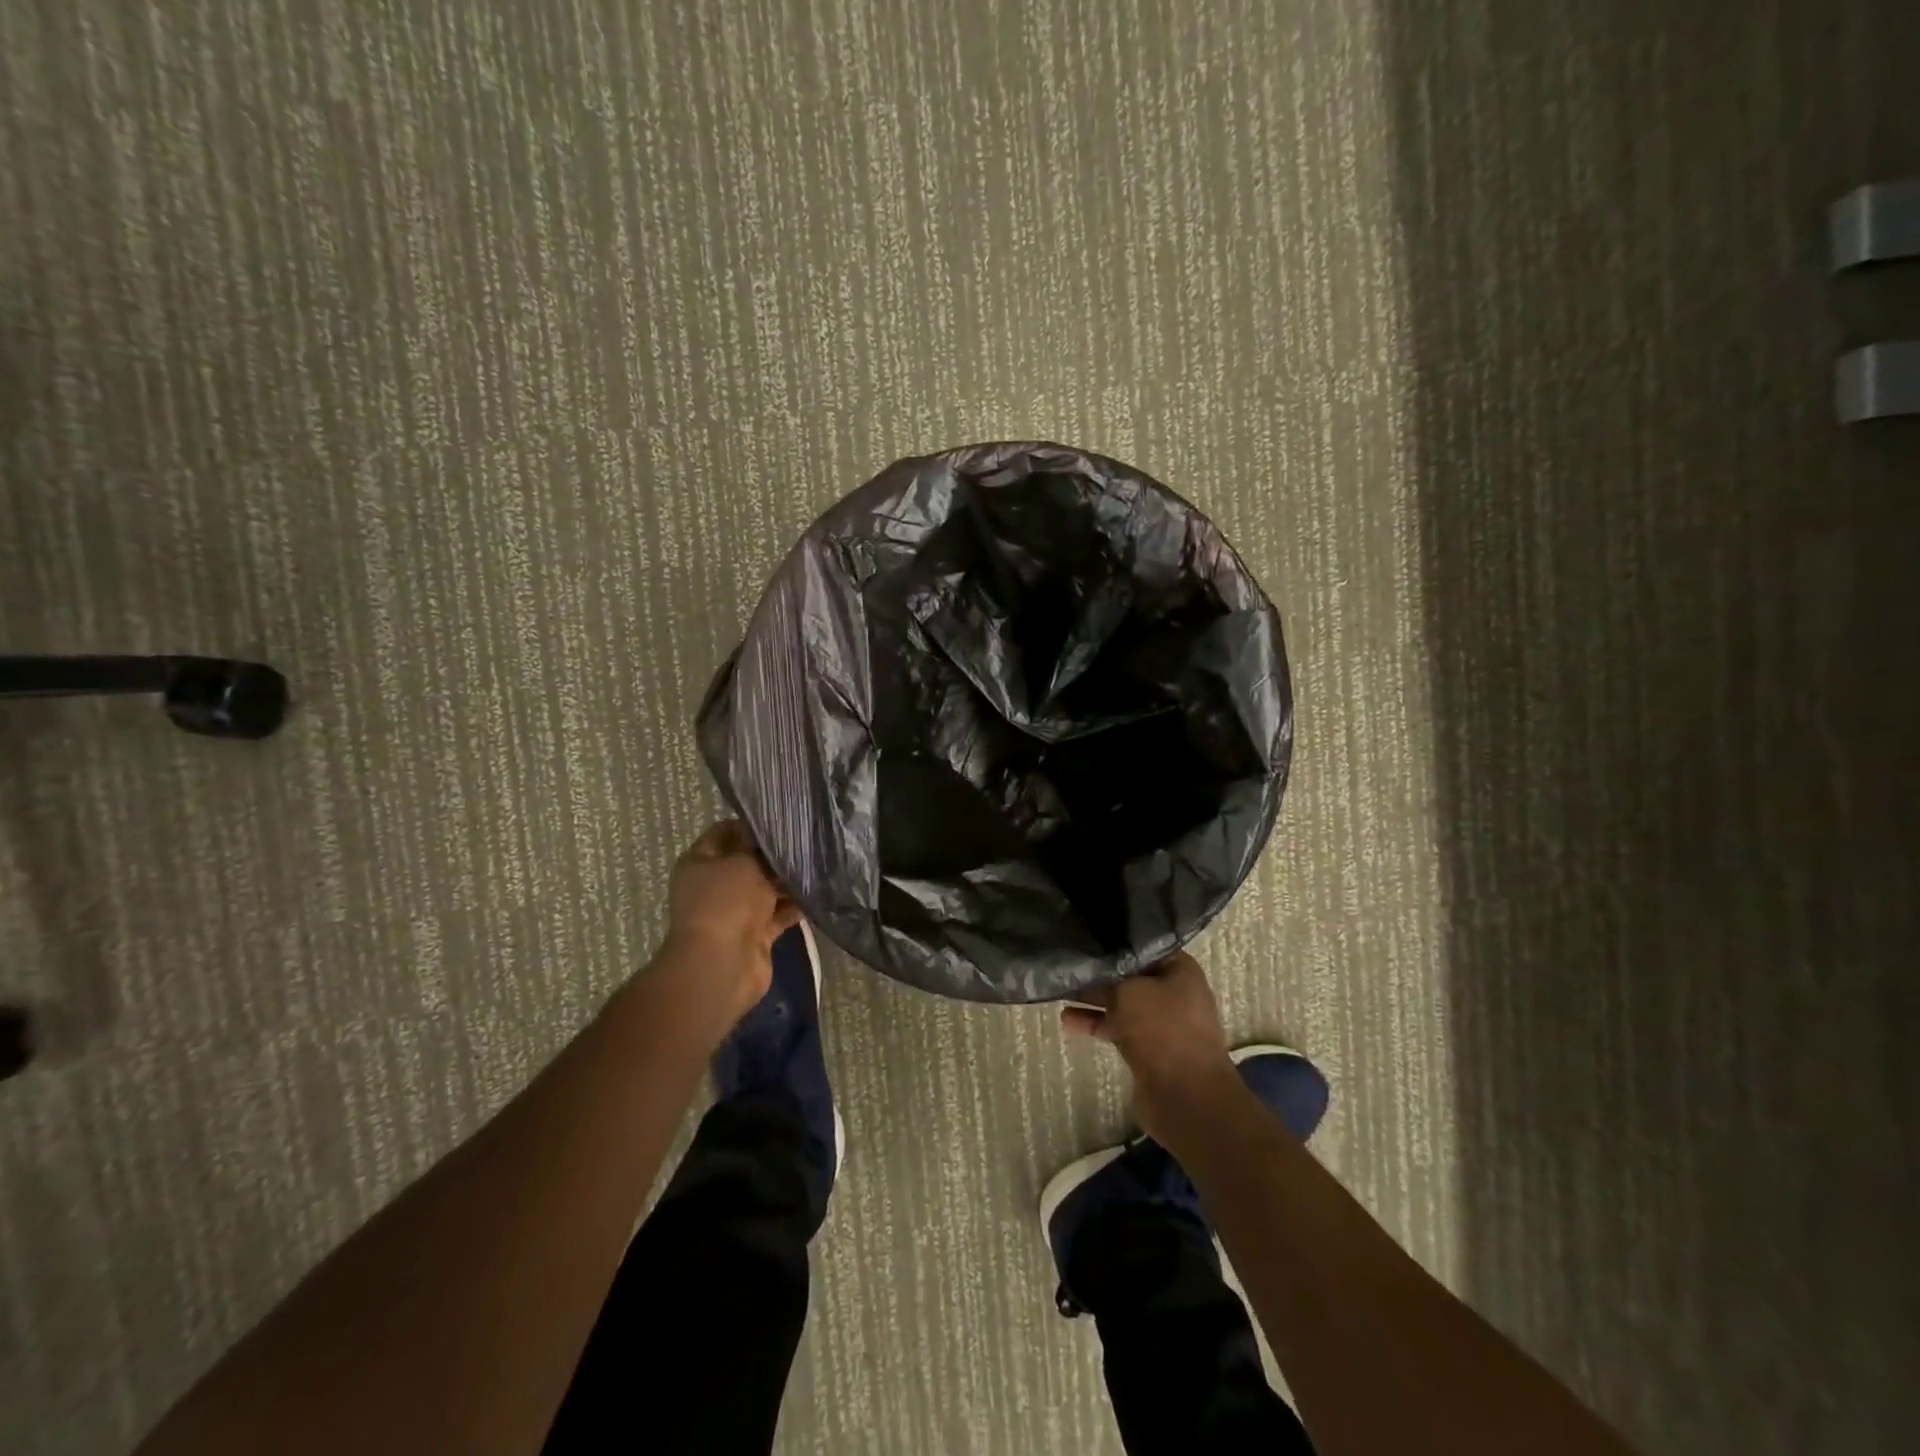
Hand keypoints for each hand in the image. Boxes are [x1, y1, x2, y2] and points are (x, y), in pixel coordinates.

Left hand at [658, 820, 800, 1033]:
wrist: (723, 965)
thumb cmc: (727, 902)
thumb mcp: (744, 862)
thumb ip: (760, 848)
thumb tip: (774, 837)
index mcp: (699, 863)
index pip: (725, 832)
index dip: (751, 824)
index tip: (783, 819)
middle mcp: (714, 886)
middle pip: (748, 862)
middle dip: (775, 855)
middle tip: (807, 840)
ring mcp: (734, 912)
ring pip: (766, 889)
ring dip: (788, 881)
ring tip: (819, 863)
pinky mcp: (755, 935)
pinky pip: (778, 914)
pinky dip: (795, 907)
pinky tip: (818, 893)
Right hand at [1062, 951, 1241, 1143]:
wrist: (1186, 1098)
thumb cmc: (1162, 1030)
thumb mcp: (1128, 992)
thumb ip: (1106, 978)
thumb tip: (1087, 969)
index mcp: (1179, 969)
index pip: (1142, 945)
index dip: (1114, 941)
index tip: (1085, 935)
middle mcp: (1173, 992)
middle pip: (1129, 975)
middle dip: (1099, 971)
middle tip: (1067, 961)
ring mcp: (1161, 1023)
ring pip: (1120, 1002)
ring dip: (1092, 998)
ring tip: (1059, 989)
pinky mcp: (1148, 1049)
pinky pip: (1117, 1027)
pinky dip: (1095, 1023)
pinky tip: (1067, 1020)